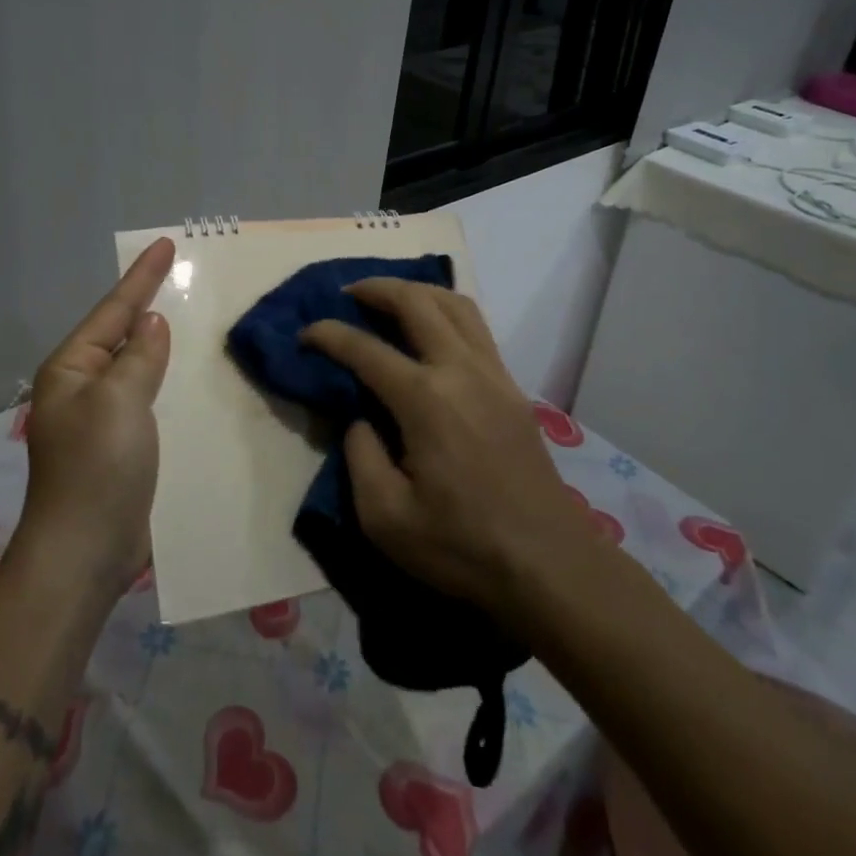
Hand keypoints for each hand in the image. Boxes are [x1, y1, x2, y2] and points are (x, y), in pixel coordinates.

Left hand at [16, 237, 173, 598]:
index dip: (142, 276)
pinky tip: (188, 375)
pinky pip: (146, 397)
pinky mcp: (119, 445)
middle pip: (121, 333)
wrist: (84, 553)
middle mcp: (81, 386)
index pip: (114, 309)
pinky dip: (166, 379)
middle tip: (181, 274)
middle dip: (149, 303)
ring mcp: (99, 418)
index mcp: (72, 368)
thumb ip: (139, 356)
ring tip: (189, 316)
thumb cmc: (97, 467)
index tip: (166, 243)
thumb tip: (151, 323)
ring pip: (136, 365)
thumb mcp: (120, 400)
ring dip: (160, 342)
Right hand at [302, 279, 593, 619]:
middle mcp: (460, 370)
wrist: (551, 567)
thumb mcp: (385, 518)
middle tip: (348, 293)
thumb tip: (361, 419)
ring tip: (390, 298)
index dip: (328, 335)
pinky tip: (432, 328)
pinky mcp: (512, 388)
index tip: (304, 332)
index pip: (365, 349)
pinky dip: (446, 310)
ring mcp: (493, 374)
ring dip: (417, 291)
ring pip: (455, 304)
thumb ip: (360, 456)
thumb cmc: (463, 547)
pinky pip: (476, 327)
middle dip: (376, 288)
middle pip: (417, 302)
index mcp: (425, 400)